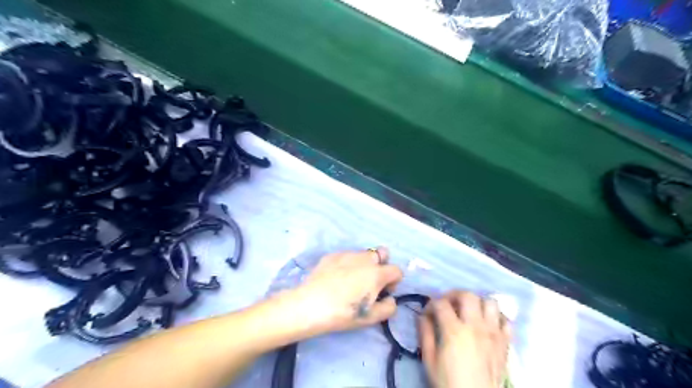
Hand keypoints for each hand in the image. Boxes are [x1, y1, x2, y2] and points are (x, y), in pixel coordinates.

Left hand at [291, 249, 402, 336]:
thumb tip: (390, 299)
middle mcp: (365, 259)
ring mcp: (347, 254)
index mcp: (377, 273)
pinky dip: (347, 264)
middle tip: (371, 281)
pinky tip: (335, 278)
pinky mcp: (332, 255)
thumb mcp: (371, 318)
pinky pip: (346, 256)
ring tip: (351, 280)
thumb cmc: (343, 313)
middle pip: (382, 253)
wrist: (310, 305)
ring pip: (363, 254)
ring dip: (364, 264)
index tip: (383, 292)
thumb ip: (388, 308)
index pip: (397, 270)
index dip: (394, 282)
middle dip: (382, 264)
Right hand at [418, 291, 509, 387]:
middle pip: (467, 295)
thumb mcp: (429, 360)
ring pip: (490, 302)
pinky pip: (506, 320)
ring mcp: (493, 333)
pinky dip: (497, 317)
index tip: (428, 312)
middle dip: (454, 295)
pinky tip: (488, 323)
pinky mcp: (505, 342)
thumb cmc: (449, 382)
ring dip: (478, 302)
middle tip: (448, 304)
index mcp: (454, 330)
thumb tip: (422, 316)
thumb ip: (425, 334)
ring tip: (469, 311)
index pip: (440, 303)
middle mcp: (475, 326)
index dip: (431, 304)